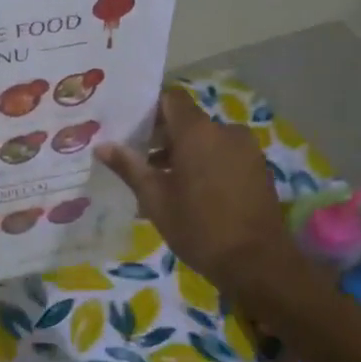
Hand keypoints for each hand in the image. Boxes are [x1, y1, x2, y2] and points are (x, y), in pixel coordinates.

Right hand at [95, 86, 297, 302]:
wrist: (258, 262)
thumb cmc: (199, 227)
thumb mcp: (155, 199)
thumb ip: (129, 167)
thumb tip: (102, 146)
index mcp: (198, 132)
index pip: (171, 98)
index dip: (150, 108)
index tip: (130, 127)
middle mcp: (225, 131)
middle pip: (188, 121)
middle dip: (162, 136)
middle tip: (138, 160)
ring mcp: (246, 150)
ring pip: (206, 140)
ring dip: (184, 153)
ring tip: (161, 183)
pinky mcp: (258, 169)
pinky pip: (224, 155)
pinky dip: (205, 164)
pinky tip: (190, 193)